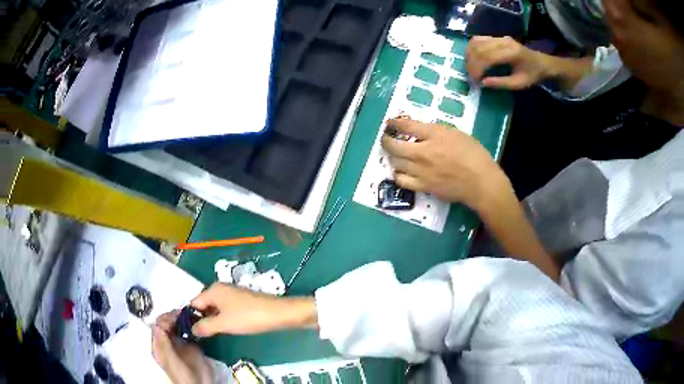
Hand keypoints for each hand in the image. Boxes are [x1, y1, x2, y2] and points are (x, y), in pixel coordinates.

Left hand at [152, 311, 213, 383]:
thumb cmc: (182, 376)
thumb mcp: (172, 361)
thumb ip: (164, 345)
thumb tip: (157, 326)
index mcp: (160, 346)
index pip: (158, 326)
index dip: (164, 319)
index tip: (174, 315)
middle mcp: (168, 342)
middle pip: (167, 324)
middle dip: (173, 317)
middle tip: (183, 313)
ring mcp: (180, 343)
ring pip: (178, 326)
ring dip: (182, 319)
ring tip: (190, 315)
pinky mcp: (192, 345)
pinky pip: (189, 332)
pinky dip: (192, 326)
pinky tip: (197, 323)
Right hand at [190, 283, 316, 336]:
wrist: (278, 313)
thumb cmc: (248, 317)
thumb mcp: (224, 324)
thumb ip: (205, 326)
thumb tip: (191, 329)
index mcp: (213, 290)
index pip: (193, 302)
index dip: (188, 316)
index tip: (185, 330)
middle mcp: (220, 289)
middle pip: (203, 304)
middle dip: (199, 318)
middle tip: (195, 335)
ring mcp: (232, 294)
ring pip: (214, 308)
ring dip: (210, 319)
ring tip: (206, 335)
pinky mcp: (241, 301)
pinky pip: (224, 309)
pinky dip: (220, 318)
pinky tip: (222, 329)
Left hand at [380, 118, 508, 209]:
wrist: (480, 182)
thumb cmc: (474, 154)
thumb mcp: (457, 134)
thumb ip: (436, 131)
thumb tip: (421, 132)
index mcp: (434, 135)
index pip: (406, 126)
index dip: (394, 123)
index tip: (390, 123)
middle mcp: (423, 152)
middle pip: (393, 146)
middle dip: (386, 140)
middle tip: (386, 138)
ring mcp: (421, 171)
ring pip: (395, 163)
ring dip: (393, 157)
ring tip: (396, 155)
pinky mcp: (423, 187)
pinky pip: (401, 180)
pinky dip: (398, 174)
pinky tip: (402, 172)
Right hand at [466, 36, 550, 88]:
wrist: (541, 63)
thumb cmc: (532, 75)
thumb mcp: (519, 84)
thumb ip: (501, 83)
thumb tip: (483, 83)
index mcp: (511, 53)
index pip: (488, 57)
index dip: (477, 69)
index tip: (475, 81)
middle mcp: (503, 41)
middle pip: (479, 48)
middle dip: (471, 63)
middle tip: (470, 77)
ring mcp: (499, 37)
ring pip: (476, 42)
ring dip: (469, 55)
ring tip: (470, 68)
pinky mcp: (496, 37)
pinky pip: (478, 39)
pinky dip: (471, 49)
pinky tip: (471, 58)